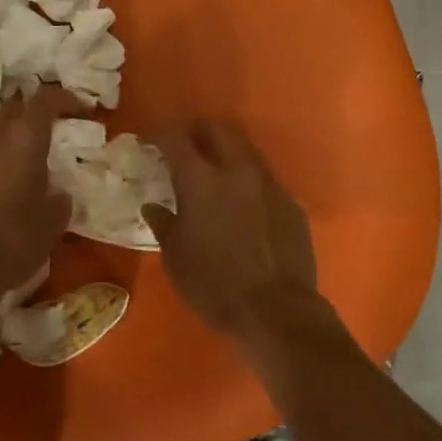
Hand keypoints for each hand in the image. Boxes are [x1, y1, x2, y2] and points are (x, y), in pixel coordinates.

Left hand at [0, 87, 83, 306]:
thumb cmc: (12, 242)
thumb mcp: (53, 222)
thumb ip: (58, 198)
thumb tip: (56, 193)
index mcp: (21, 139)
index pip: (46, 99)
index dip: (66, 99)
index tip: (81, 110)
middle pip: (11, 110)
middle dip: (30, 118)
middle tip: (46, 136)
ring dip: (2, 144)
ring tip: (15, 166)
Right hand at [143, 122, 332, 347]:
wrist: (277, 310)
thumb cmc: (214, 286)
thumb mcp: (175, 257)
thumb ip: (163, 223)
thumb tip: (153, 205)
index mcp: (201, 181)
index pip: (175, 139)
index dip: (160, 133)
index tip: (150, 139)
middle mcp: (238, 171)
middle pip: (219, 130)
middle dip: (199, 130)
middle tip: (185, 144)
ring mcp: (270, 185)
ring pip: (247, 152)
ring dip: (228, 153)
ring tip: (215, 172)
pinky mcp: (291, 204)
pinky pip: (265, 181)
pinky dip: (248, 183)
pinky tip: (243, 206)